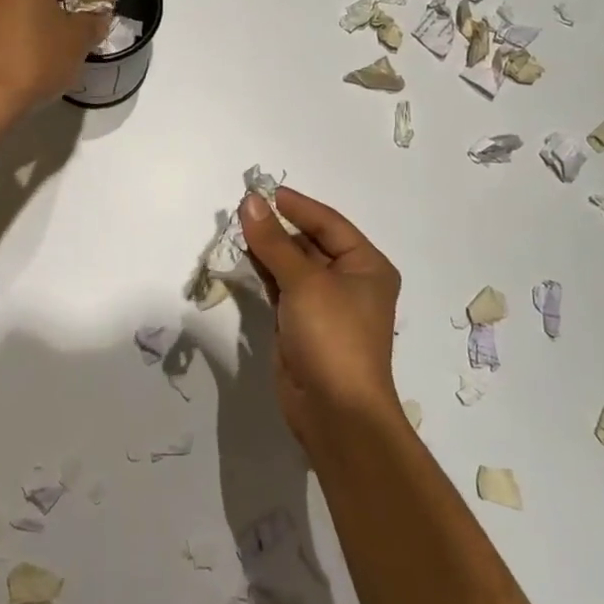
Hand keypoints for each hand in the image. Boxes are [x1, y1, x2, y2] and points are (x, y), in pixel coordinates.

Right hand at [237, 186, 402, 453]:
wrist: (336, 412)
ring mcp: (325, 306)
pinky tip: (243, 258)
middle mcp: (350, 281)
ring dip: (268, 248)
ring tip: (236, 228)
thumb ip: (273, 241)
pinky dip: (264, 273)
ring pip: (293, 266)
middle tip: (242, 209)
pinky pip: (282, 288)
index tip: (263, 191)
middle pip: (310, 243)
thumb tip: (249, 202)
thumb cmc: (333, 336)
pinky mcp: (302, 325)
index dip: (297, 206)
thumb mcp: (304, 282)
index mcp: (367, 266)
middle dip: (278, 227)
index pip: (329, 223)